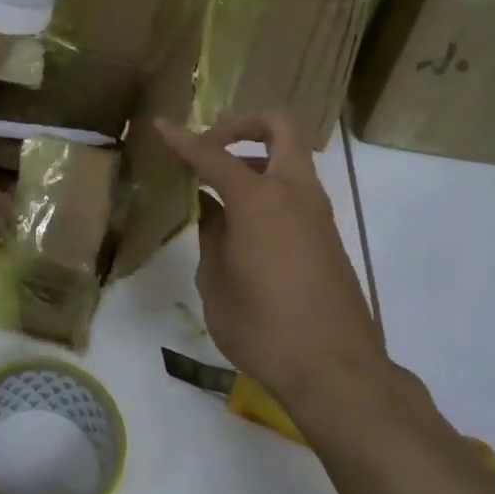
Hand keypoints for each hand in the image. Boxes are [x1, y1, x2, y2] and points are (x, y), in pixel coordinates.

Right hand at [156, 112, 406, 416]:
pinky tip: (243, 226)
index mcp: (259, 200)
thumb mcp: (216, 282)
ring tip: (219, 192)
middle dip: (242, 124)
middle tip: (211, 146)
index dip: (183, 140)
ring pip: (291, 159)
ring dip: (256, 160)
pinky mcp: (327, 236)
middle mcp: (294, 193)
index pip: (213, 156)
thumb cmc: (262, 326)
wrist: (334, 369)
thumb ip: (211, 235)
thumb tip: (211, 209)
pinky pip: (296, 191)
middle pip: (279, 127)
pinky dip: (268, 189)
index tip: (160, 126)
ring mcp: (317, 213)